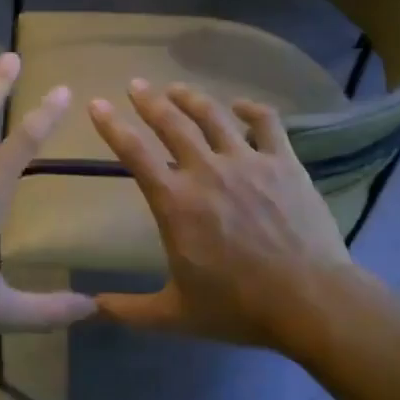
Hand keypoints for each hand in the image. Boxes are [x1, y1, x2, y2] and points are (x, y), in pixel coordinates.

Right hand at [87, 80, 363, 349]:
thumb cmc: (238, 307)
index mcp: (175, 202)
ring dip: (191, 98)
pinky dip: (251, 109)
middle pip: (171, 123)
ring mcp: (248, 162)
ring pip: (213, 115)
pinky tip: (241, 106)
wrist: (309, 301)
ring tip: (176, 88)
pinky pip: (267, 123)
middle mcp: (206, 171)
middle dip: (148, 100)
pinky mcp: (284, 163)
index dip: (111, 126)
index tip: (97, 104)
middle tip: (135, 85)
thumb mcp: (174, 315)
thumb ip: (128, 310)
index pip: (133, 153)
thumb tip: (89, 307)